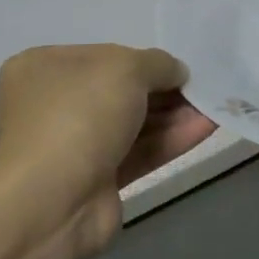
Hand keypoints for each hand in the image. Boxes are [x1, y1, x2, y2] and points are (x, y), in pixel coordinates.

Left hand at [0, 45, 216, 244]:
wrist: (51, 203)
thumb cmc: (80, 115)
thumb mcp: (126, 68)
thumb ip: (158, 63)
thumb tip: (176, 72)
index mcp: (44, 68)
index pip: (103, 55)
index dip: (142, 58)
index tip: (176, 65)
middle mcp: (54, 104)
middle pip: (120, 90)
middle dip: (164, 89)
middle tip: (203, 86)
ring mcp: (74, 145)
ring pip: (133, 123)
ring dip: (175, 114)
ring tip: (215, 105)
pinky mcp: (96, 181)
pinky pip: (139, 152)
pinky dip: (171, 139)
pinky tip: (207, 127)